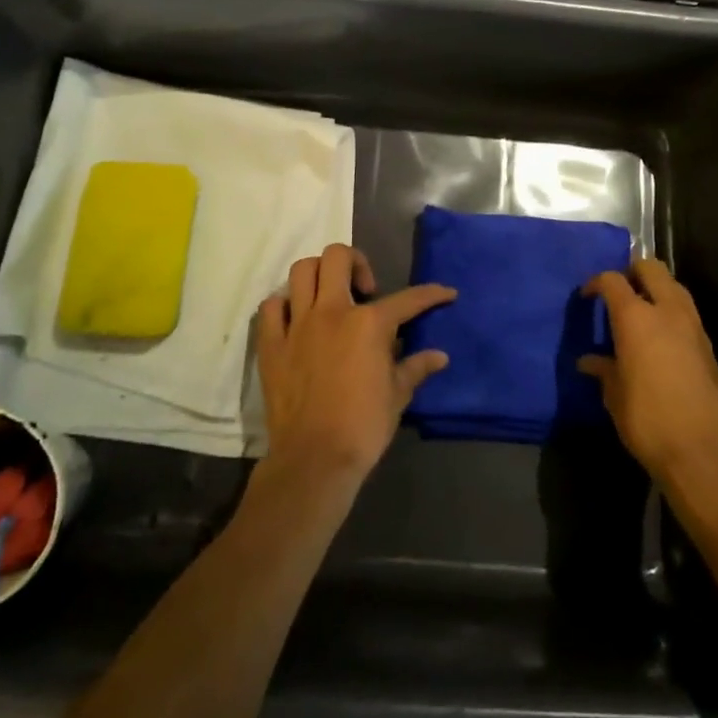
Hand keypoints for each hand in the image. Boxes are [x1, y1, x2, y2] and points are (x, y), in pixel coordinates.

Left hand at [256, 244, 454, 486]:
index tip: (445, 294)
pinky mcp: (271, 344)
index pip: (407, 299)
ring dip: (319, 275)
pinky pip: (271, 307)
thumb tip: (440, 356)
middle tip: (365, 289)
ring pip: (302, 271)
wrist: (314, 460)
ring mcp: (297, 325)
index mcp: (369, 323)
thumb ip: (416, 368)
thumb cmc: (363, 427)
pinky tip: (297, 319)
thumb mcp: (397, 396)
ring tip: (330, 296)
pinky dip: (284, 305)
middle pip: (337, 257)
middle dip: (356, 262)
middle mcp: (332, 311)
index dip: (431, 294)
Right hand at [579, 260, 717, 493]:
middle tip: (618, 292)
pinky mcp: (709, 346)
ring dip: (656, 289)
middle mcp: (667, 311)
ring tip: (639, 312)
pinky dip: (671, 312)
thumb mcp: (615, 397)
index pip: (613, 280)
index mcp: (636, 317)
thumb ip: (603, 371)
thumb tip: (589, 361)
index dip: (597, 283)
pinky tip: (660, 338)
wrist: (705, 453)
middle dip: (632, 271)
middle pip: (651, 268)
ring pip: (674, 286)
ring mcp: (693, 326)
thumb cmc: (648, 421)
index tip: (588, 297)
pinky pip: (686, 312)